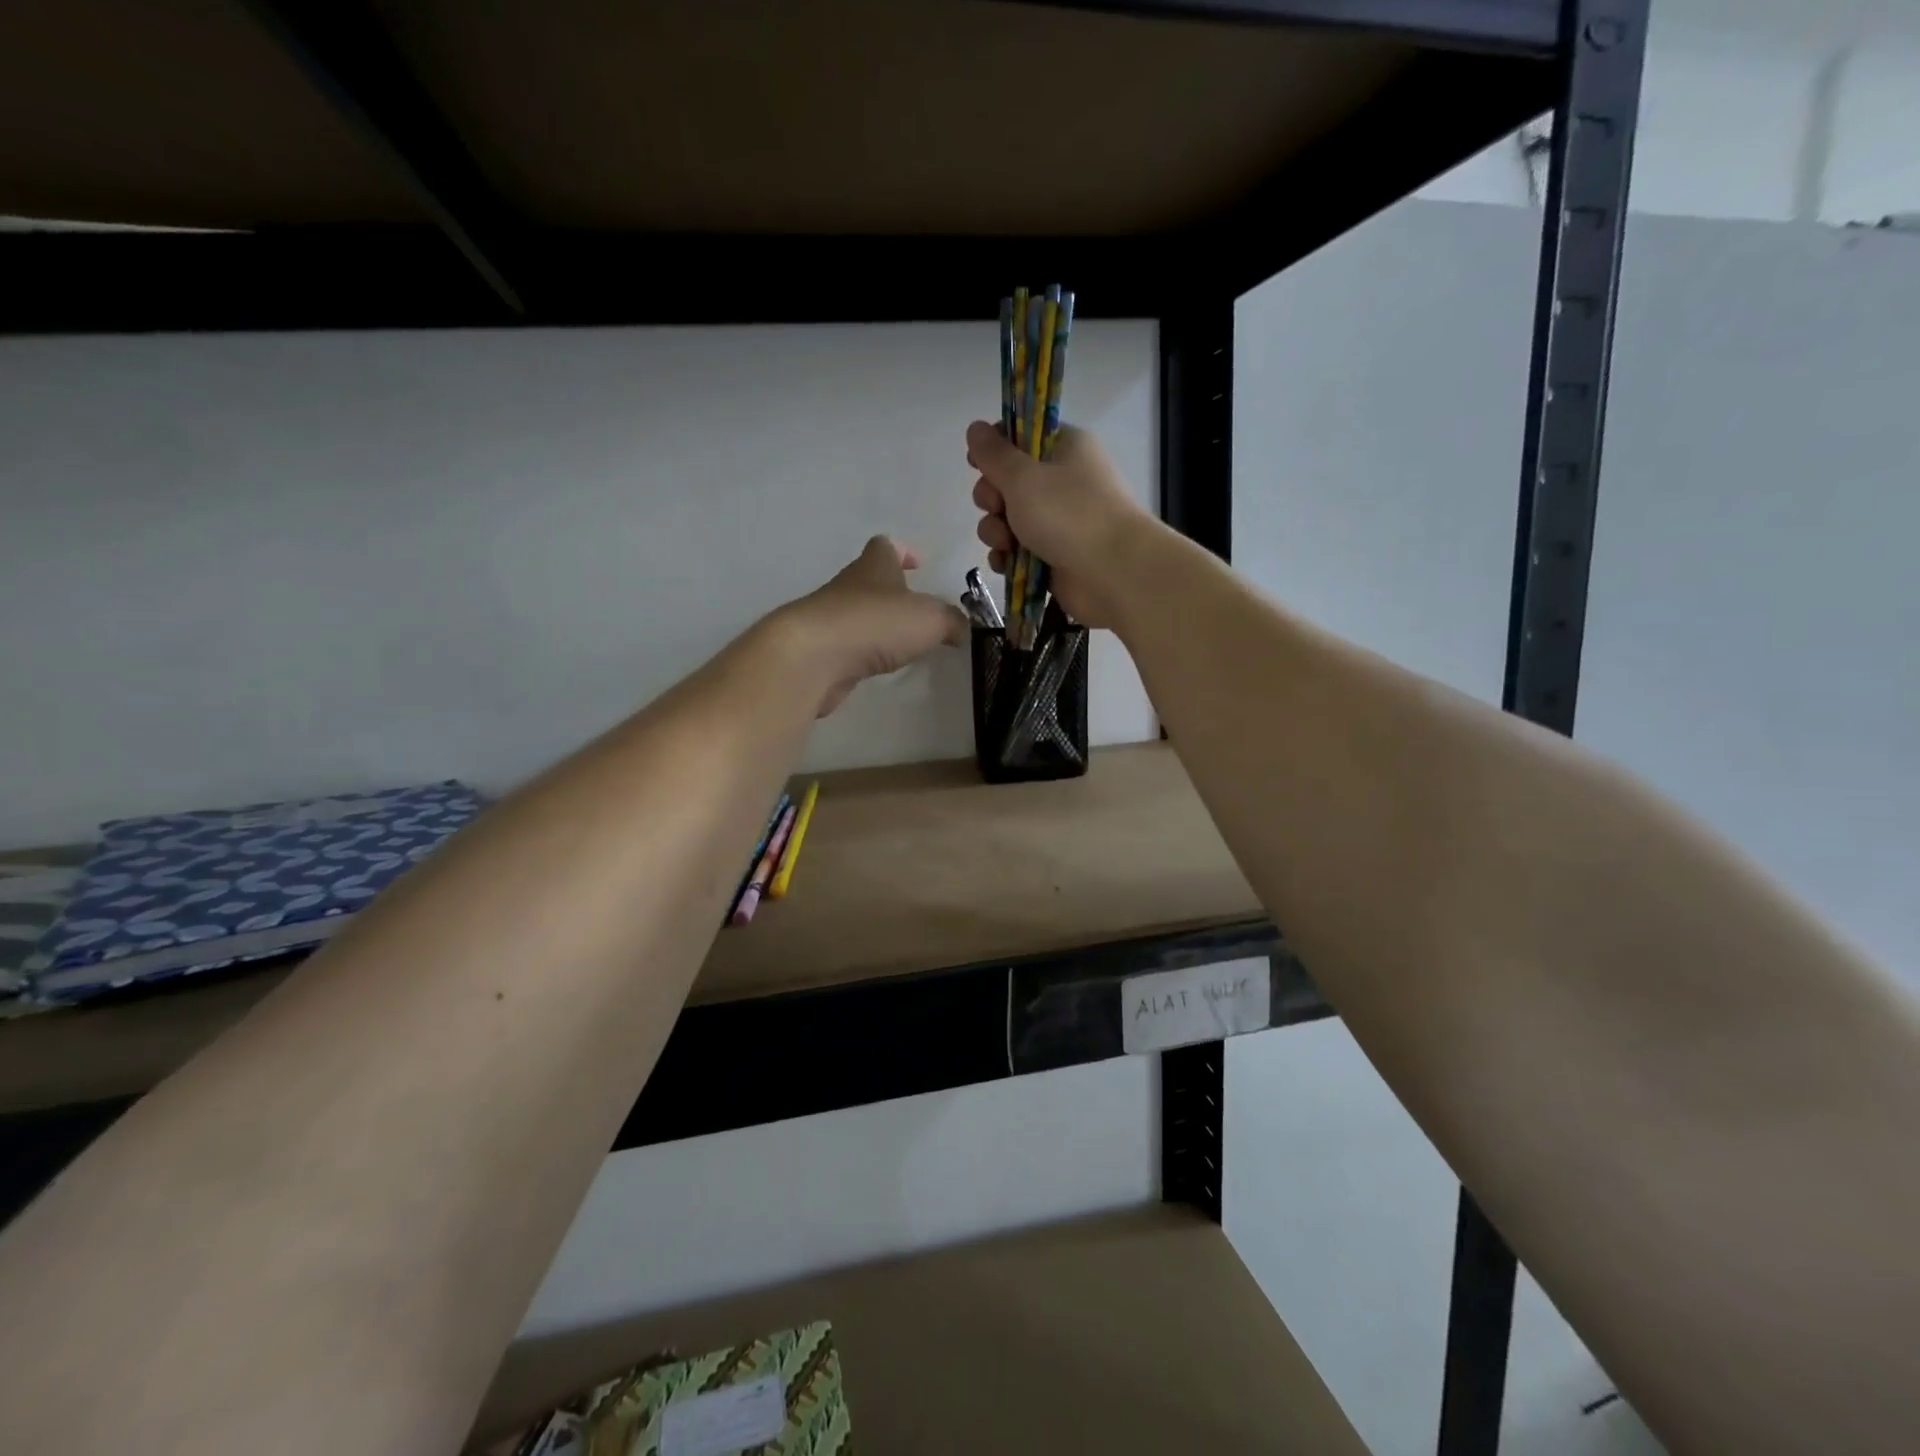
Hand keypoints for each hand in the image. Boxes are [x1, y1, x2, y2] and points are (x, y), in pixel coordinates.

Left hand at [777, 536, 967, 716]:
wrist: (813, 657)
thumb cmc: (875, 623)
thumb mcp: (931, 619)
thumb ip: (952, 621)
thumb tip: (961, 628)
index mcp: (874, 566)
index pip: (886, 546)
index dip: (902, 552)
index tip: (918, 564)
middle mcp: (849, 586)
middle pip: (871, 581)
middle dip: (893, 593)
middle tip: (919, 612)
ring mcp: (831, 619)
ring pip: (859, 614)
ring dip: (878, 624)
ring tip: (904, 643)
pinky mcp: (822, 652)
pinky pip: (849, 646)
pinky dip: (864, 652)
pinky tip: (879, 665)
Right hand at [966, 421, 1154, 628]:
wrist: (1113, 573)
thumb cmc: (1069, 514)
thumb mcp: (1023, 477)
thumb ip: (994, 454)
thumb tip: (975, 428)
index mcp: (1063, 448)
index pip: (1020, 436)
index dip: (994, 449)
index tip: (975, 462)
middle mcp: (1061, 481)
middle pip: (1008, 482)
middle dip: (992, 498)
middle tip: (998, 508)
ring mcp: (1058, 521)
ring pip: (1008, 519)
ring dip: (997, 531)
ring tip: (1007, 544)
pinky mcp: (1053, 555)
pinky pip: (1017, 551)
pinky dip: (1008, 557)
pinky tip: (1006, 563)